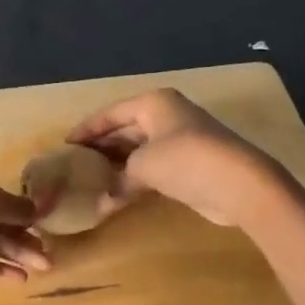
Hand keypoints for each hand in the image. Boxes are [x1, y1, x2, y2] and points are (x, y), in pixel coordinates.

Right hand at [66, 89, 286, 229]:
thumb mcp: (142, 165)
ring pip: (140, 149)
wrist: (239, 183)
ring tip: (92, 181)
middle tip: (76, 165)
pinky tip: (119, 194)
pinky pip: (154, 166)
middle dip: (102, 147)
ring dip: (119, 166)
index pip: (110, 113)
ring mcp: (181, 139)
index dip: (87, 129)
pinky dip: (136, 178)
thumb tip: (105, 201)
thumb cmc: (185, 160)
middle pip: (125, 129)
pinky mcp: (191, 164)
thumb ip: (119, 179)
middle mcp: (166, 115)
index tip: (65, 146)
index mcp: (153, 103)